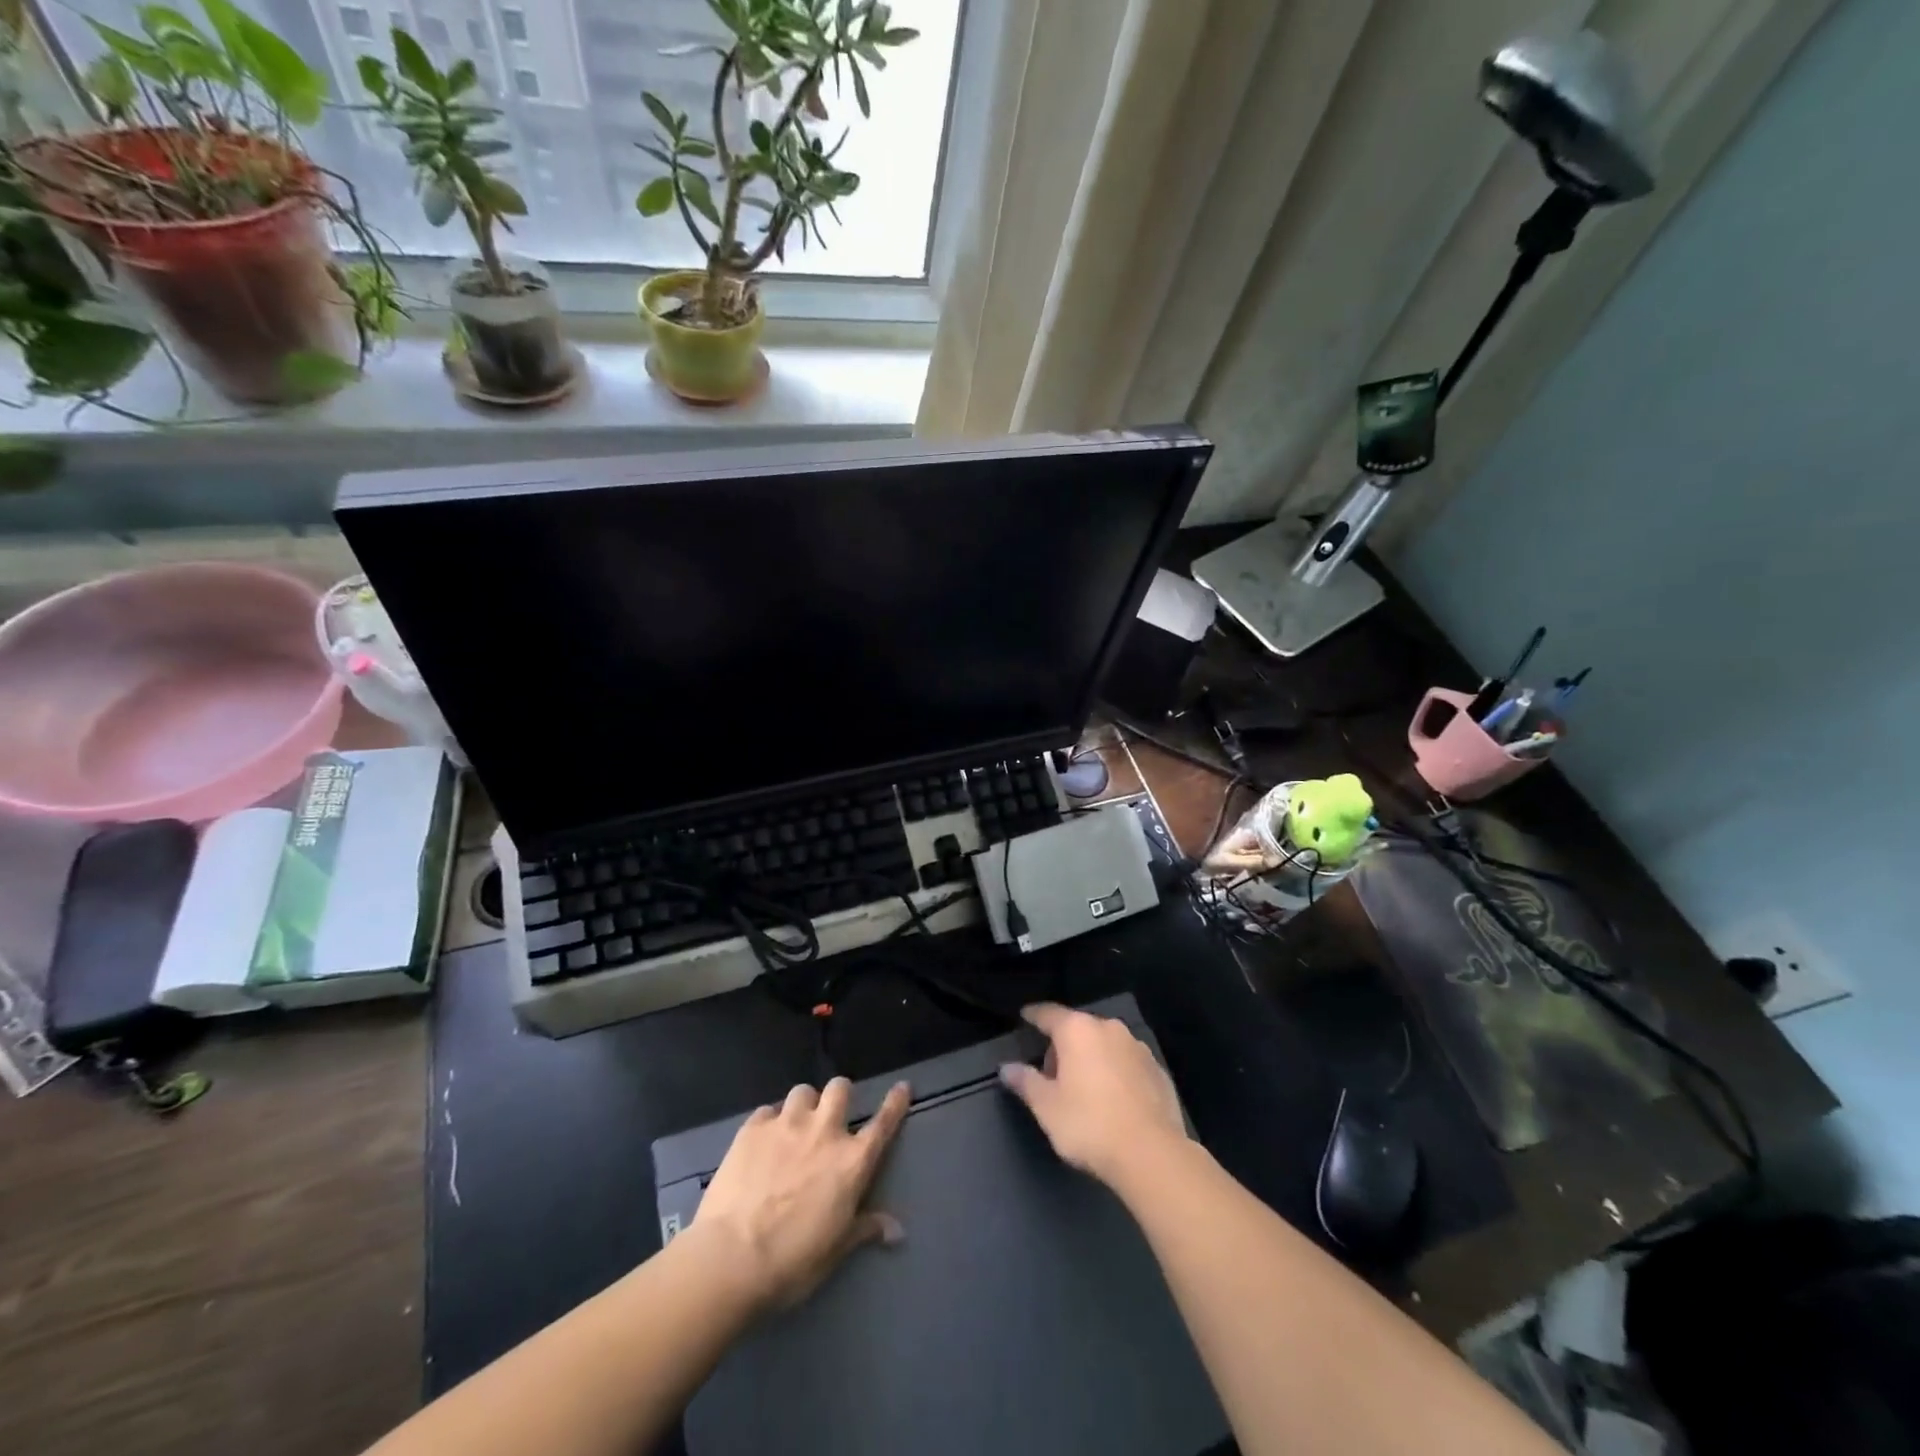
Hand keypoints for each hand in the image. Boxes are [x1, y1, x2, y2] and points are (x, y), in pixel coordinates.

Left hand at [693, 1078, 909, 1311]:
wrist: (731, 1257)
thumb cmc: (792, 1261)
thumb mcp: (836, 1249)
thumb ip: (866, 1228)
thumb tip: (898, 1231)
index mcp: (852, 1161)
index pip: (883, 1123)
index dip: (895, 1102)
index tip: (902, 1087)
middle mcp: (824, 1132)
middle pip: (840, 1088)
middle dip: (839, 1095)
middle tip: (831, 1113)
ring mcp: (786, 1125)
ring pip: (803, 1091)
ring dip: (804, 1105)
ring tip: (795, 1124)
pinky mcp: (753, 1128)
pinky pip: (767, 1111)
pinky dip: (769, 1121)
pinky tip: (762, 1140)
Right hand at [999, 1003, 1187, 1187]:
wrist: (1152, 1154)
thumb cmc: (1089, 1124)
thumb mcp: (1047, 1107)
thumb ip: (1026, 1081)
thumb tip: (1007, 1067)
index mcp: (1077, 1030)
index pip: (1048, 1013)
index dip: (1034, 1015)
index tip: (1025, 1016)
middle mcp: (1109, 1028)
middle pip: (1078, 1028)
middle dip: (1064, 1045)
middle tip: (1053, 1075)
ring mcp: (1137, 1047)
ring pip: (1105, 1044)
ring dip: (1092, 1057)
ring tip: (1084, 1090)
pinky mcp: (1158, 1070)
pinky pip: (1127, 1063)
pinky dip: (1116, 1073)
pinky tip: (1114, 1100)